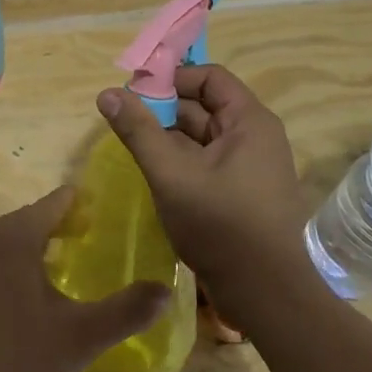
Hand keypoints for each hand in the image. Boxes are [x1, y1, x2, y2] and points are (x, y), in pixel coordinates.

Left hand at [0, 188, 169, 371]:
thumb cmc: (18, 360)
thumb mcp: (81, 337)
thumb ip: (126, 311)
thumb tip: (167, 289)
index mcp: (14, 237)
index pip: (53, 203)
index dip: (80, 205)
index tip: (103, 213)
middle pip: (27, 219)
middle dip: (57, 225)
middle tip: (89, 240)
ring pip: (5, 240)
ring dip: (32, 245)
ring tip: (61, 265)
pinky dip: (10, 265)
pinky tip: (24, 295)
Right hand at [96, 65, 314, 305]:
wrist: (265, 293)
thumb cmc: (220, 225)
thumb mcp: (171, 173)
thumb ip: (138, 131)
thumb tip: (107, 93)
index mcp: (249, 122)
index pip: (209, 77)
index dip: (171, 77)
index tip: (134, 91)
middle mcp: (255, 136)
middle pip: (204, 105)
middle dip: (162, 109)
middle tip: (123, 119)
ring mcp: (250, 166)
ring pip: (202, 136)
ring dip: (168, 136)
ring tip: (131, 144)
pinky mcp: (242, 191)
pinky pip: (206, 160)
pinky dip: (180, 159)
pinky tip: (153, 171)